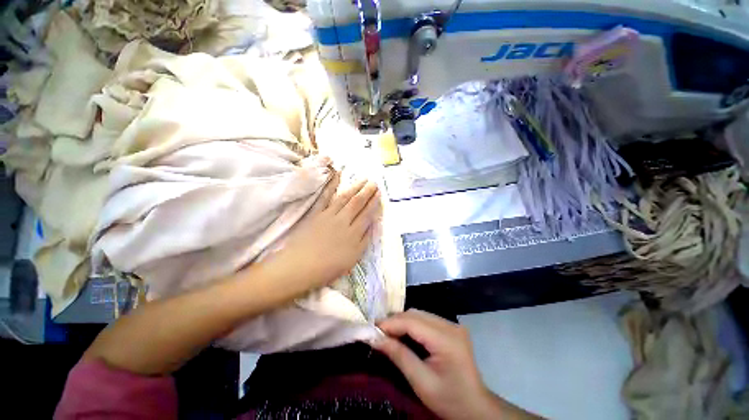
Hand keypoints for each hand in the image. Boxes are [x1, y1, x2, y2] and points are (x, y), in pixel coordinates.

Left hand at [262, 173, 380, 292]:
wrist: (300, 266)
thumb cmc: (328, 267)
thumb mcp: (352, 258)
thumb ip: (364, 240)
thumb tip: (372, 225)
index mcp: (354, 233)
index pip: (367, 214)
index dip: (374, 203)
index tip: (379, 194)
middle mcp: (343, 220)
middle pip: (358, 203)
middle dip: (367, 192)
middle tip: (374, 182)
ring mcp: (329, 215)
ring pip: (345, 198)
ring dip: (355, 187)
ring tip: (363, 179)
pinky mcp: (317, 213)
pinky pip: (326, 197)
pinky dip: (332, 185)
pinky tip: (337, 176)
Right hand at [371, 310, 539, 419]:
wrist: (476, 408)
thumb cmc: (449, 400)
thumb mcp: (421, 382)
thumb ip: (398, 356)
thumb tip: (375, 338)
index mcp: (446, 339)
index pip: (412, 322)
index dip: (390, 323)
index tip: (372, 329)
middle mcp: (450, 325)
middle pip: (415, 314)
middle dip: (394, 321)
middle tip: (378, 332)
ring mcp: (452, 325)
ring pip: (419, 314)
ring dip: (402, 321)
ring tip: (387, 332)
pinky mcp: (451, 328)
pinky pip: (425, 319)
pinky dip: (411, 324)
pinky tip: (403, 333)